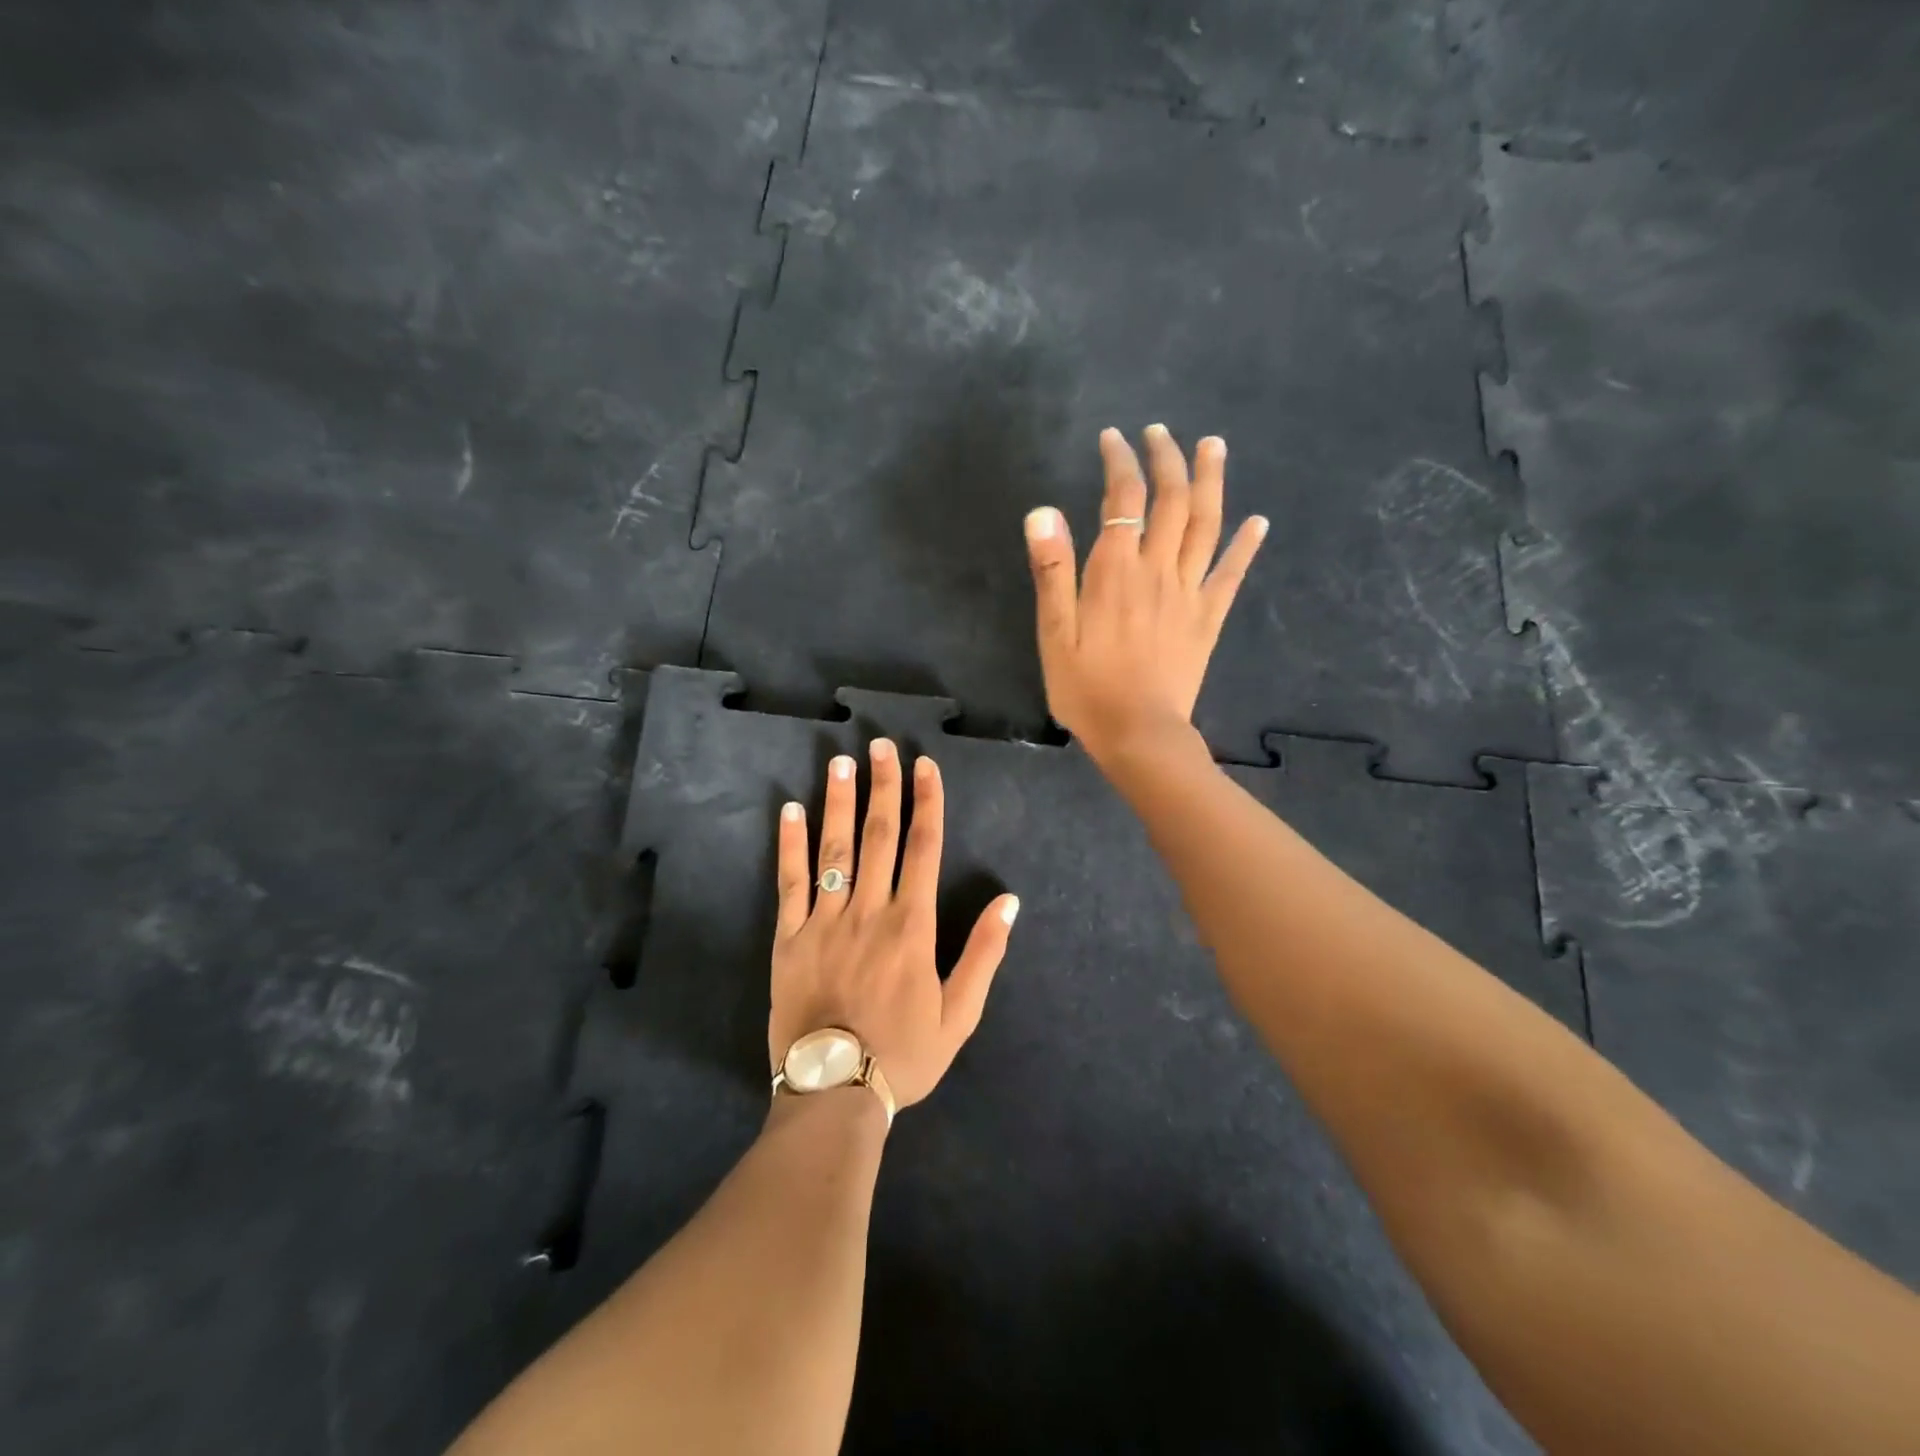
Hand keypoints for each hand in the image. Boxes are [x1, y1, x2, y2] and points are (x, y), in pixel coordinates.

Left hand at [768, 740, 1019, 1110]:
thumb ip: (984, 953)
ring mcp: (824, 922)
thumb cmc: (903, 1054)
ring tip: (840, 762)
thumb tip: (1009, 901)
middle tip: (881, 746)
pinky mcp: (788, 939)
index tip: (925, 766)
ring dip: (839, 802)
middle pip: (878, 836)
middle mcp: (869, 911)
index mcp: (912, 926)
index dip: (926, 803)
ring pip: (834, 849)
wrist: (835, 1092)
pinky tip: (789, 811)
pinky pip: (790, 883)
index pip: (923, 848)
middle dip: (883, 787)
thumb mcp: (960, 1013)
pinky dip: (790, 845)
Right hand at [1023, 425, 1266, 765]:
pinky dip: (1246, 544)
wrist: (1138, 733)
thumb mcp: (1053, 634)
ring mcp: (1189, 592)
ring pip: (1206, 524)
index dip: (1120, 461)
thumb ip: (1052, 572)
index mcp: (1115, 571)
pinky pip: (1231, 573)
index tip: (1114, 438)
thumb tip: (1043, 511)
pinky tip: (1259, 521)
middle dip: (1167, 458)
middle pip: (1171, 499)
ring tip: (1213, 446)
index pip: (1123, 498)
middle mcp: (1158, 570)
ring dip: (1211, 481)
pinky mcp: (1208, 618)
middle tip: (1161, 432)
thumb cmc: (1087, 689)